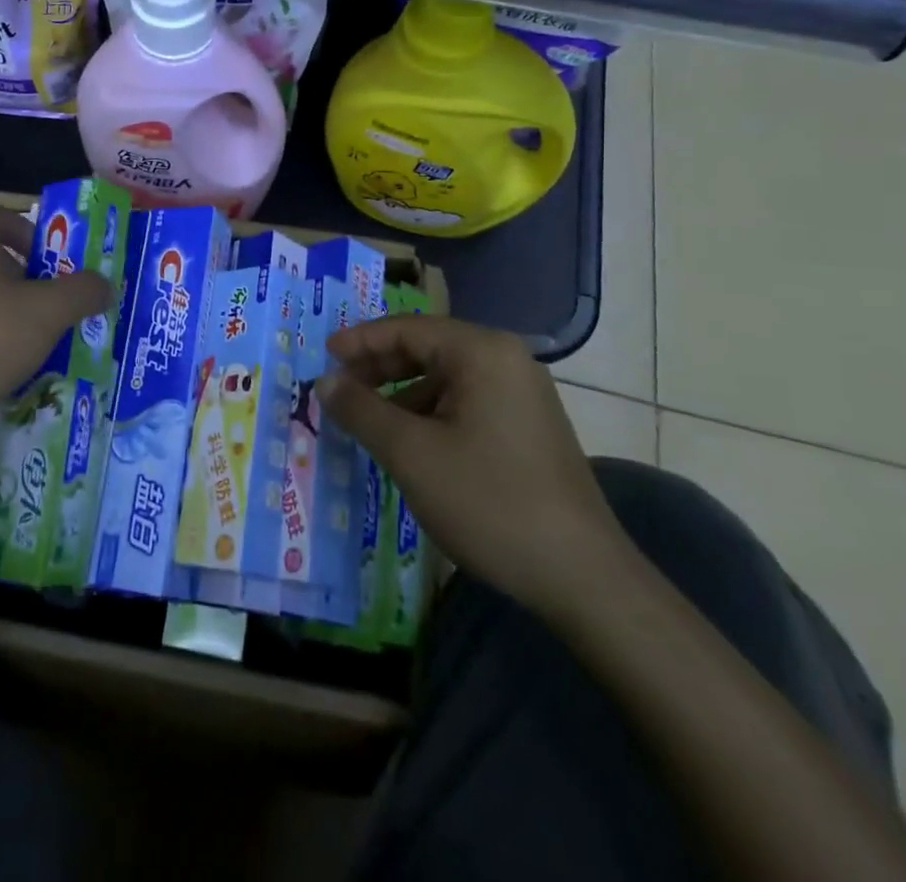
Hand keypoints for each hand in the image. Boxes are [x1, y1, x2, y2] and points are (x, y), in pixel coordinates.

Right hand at [319, 316, 629, 618]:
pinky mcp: (528, 425)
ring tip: (367, 420)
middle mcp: (506, 360)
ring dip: (401, 392)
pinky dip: (430, 412)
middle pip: (427, 347)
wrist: (582, 577)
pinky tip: (410, 442)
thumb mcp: (410, 454)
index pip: (406, 329)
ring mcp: (522, 393)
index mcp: (482, 352)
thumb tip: (325, 383)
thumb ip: (361, 410)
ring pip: (445, 377)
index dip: (360, 342)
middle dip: (378, 367)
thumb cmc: (488, 502)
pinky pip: (466, 401)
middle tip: (339, 389)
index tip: (323, 358)